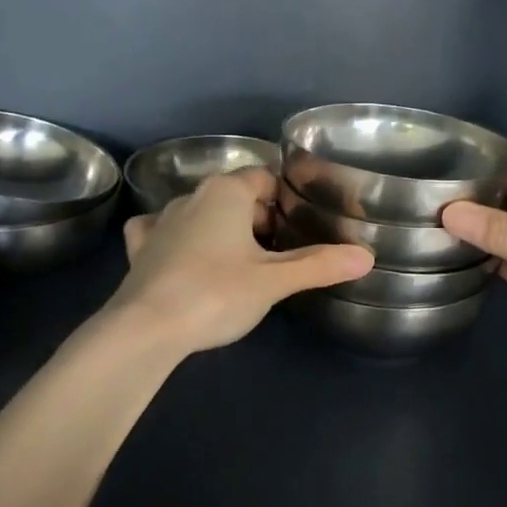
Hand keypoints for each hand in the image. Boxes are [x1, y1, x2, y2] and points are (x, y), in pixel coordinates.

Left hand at [109, 168, 373, 356]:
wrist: (146, 328)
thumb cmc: (216, 293)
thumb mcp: (274, 281)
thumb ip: (319, 265)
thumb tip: (366, 256)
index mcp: (226, 193)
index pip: (264, 178)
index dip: (285, 198)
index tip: (300, 224)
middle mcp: (192, 196)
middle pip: (234, 195)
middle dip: (258, 217)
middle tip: (280, 252)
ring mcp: (161, 221)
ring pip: (200, 213)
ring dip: (220, 229)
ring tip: (240, 260)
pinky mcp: (140, 249)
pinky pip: (162, 231)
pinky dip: (177, 239)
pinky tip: (182, 255)